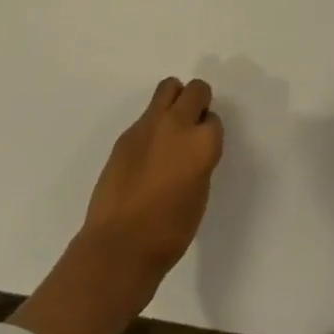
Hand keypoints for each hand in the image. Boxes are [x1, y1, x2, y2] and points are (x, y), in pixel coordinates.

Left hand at [81, 77, 223, 282]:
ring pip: (168, 88)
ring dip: (175, 100)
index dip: (209, 133)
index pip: (214, 119)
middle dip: (198, 102)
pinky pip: (146, 116)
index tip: (202, 148)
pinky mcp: (126, 135)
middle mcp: (178, 124)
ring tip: (169, 130)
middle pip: (196, 90)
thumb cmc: (169, 231)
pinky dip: (151, 126)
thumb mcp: (200, 194)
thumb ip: (199, 161)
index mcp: (203, 143)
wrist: (119, 246)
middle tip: (191, 127)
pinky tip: (145, 155)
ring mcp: (148, 126)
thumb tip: (191, 150)